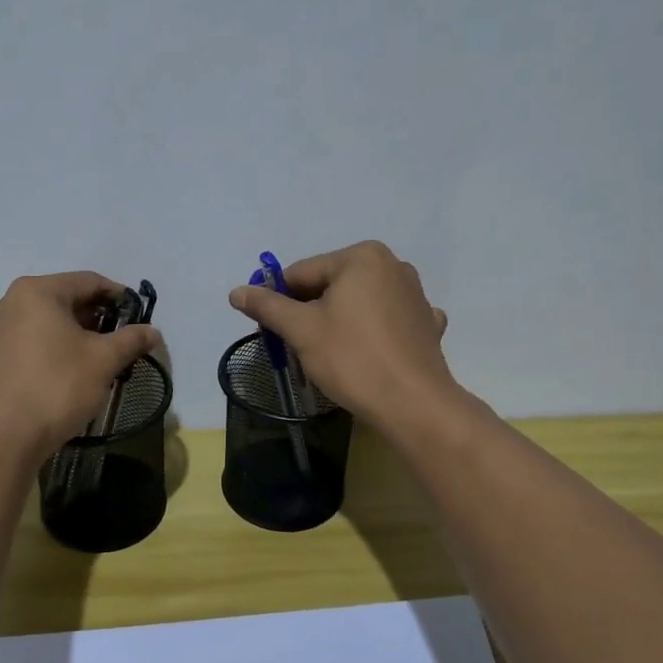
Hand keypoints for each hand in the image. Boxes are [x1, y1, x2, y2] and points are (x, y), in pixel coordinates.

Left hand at [0, 272, 161, 463]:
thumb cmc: (55, 389)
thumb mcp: (103, 361)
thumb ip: (131, 339)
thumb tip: (152, 331)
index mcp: (36, 292)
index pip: (88, 281)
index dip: (118, 296)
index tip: (137, 315)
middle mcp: (6, 303)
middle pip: (62, 301)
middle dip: (93, 318)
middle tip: (117, 341)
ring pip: (40, 324)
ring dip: (69, 336)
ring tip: (90, 361)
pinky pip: (22, 345)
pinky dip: (45, 352)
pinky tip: (57, 377)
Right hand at [227, 241, 454, 429]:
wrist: (414, 405)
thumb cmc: (353, 359)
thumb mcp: (302, 330)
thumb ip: (268, 306)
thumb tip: (236, 292)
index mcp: (362, 257)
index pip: (303, 273)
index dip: (279, 299)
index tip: (269, 328)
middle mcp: (393, 265)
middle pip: (332, 285)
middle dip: (311, 311)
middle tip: (297, 345)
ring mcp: (415, 294)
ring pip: (360, 302)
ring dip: (339, 321)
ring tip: (329, 354)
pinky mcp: (426, 323)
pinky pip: (387, 320)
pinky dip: (371, 332)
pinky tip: (367, 353)